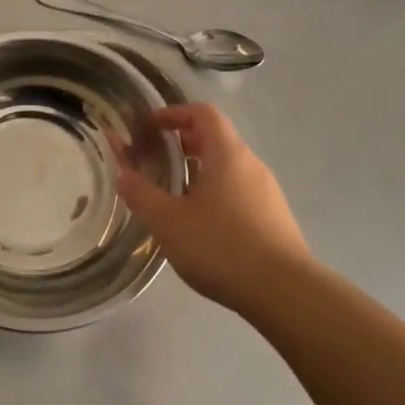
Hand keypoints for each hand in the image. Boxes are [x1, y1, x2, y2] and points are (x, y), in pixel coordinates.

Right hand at [115, 103, 311, 317]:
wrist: (283, 291)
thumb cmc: (220, 247)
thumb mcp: (168, 221)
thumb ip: (140, 193)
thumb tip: (122, 172)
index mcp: (227, 154)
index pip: (202, 113)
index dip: (173, 113)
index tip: (148, 127)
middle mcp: (251, 165)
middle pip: (216, 138)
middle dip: (182, 142)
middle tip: (154, 158)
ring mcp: (267, 191)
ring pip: (228, 167)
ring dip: (199, 169)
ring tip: (172, 192)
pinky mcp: (273, 217)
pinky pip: (239, 189)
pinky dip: (215, 191)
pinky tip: (200, 222)